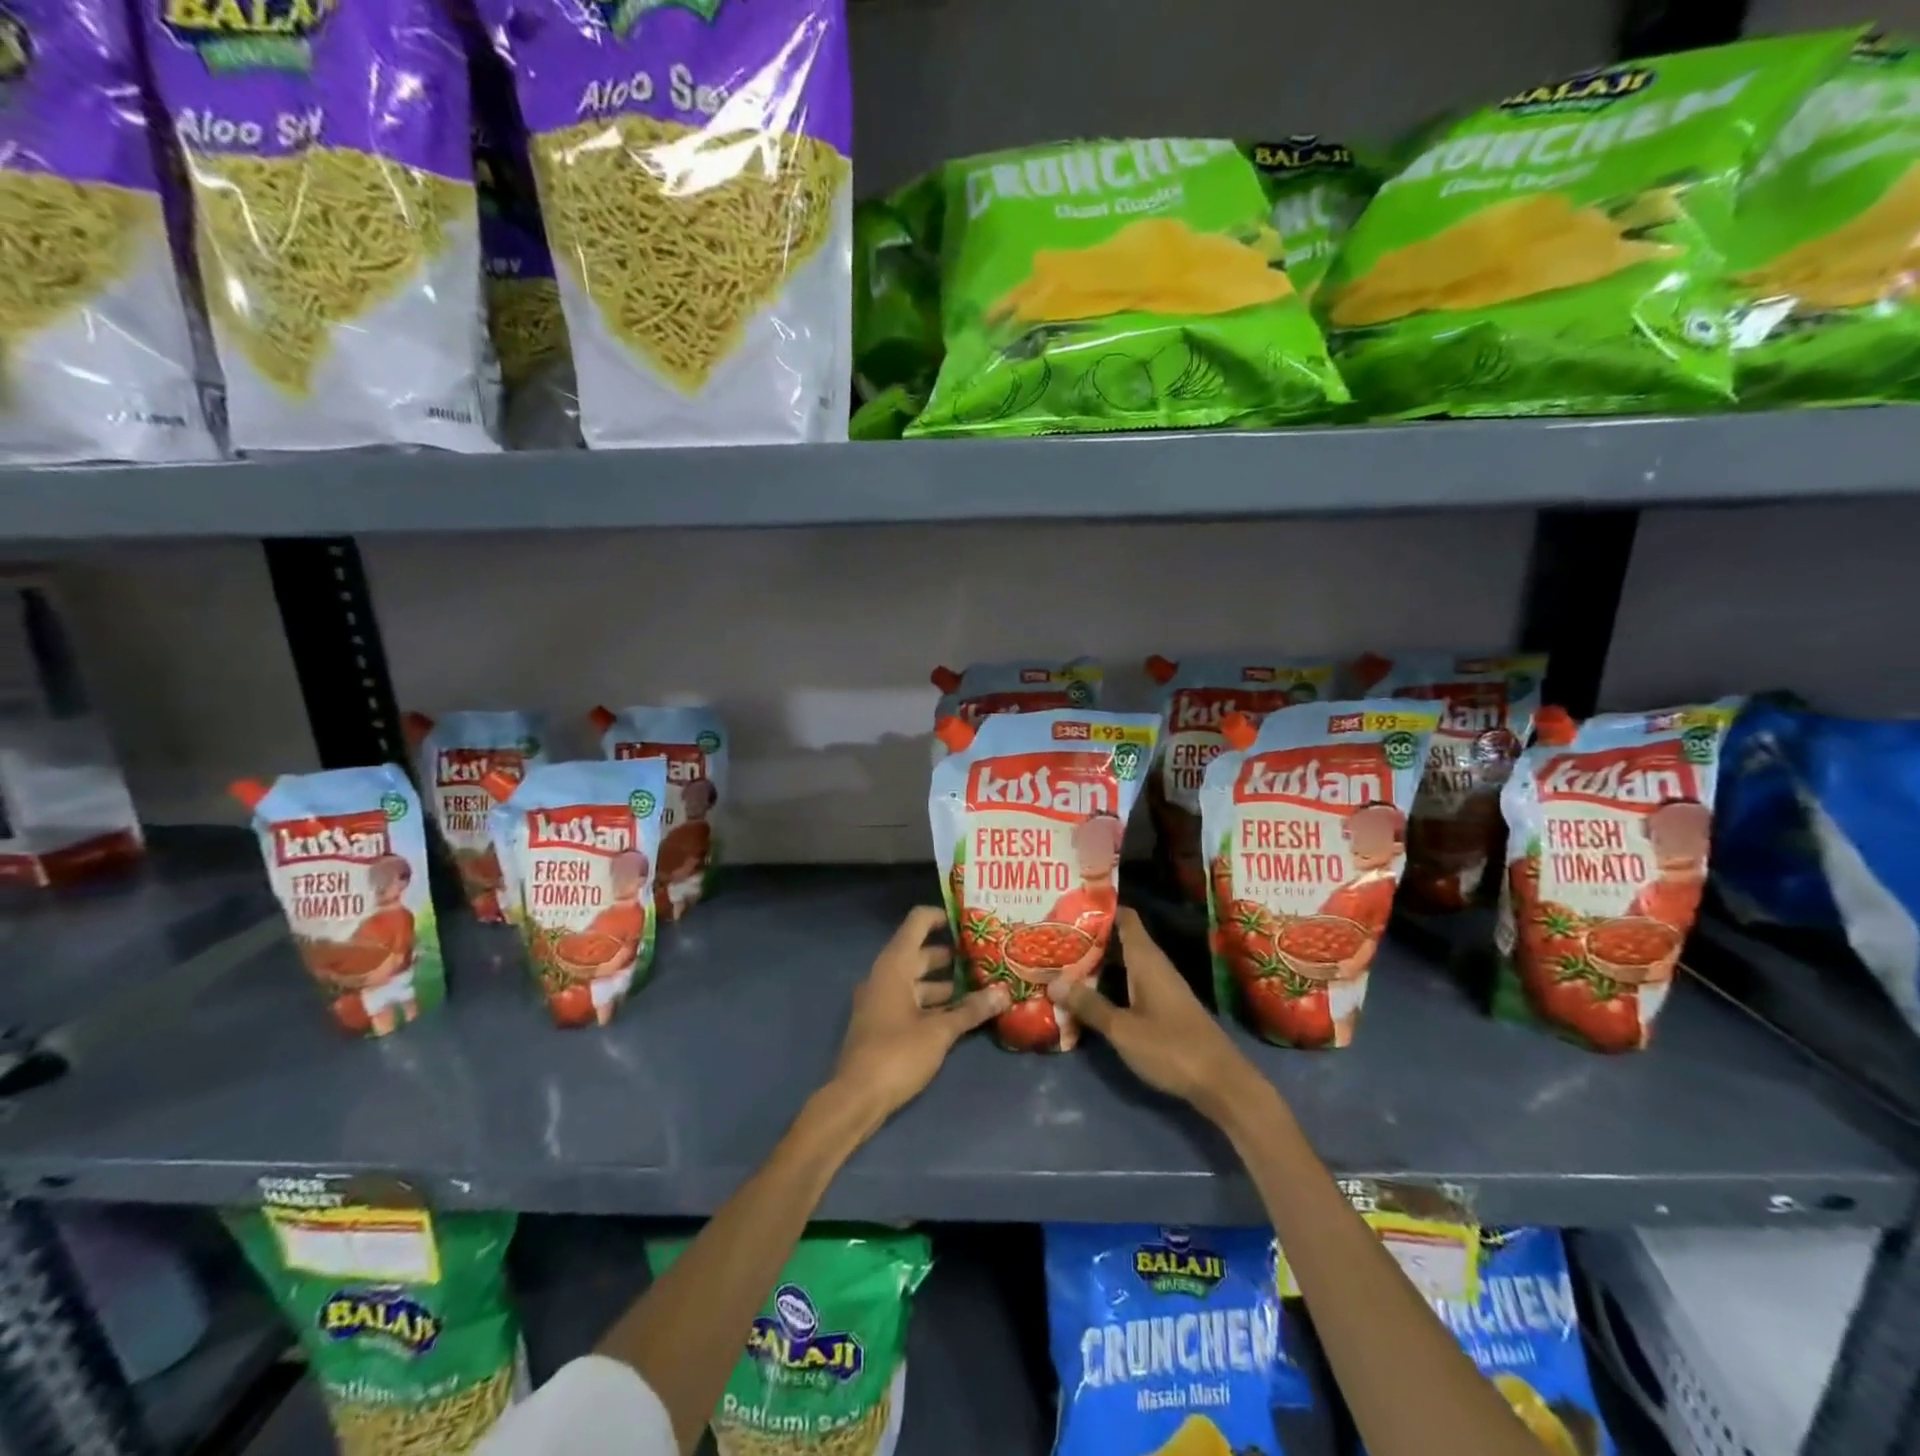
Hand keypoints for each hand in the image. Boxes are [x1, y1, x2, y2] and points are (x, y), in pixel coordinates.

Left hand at [829, 907, 1008, 1123]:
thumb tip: (1004, 993)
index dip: (943, 916)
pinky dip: (935, 1003)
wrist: (856, 1098)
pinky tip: (961, 1014)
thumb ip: (971, 1010)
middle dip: (953, 955)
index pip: (918, 922)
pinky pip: (912, 1001)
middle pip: (921, 952)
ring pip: (918, 980)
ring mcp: (882, 1000)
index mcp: (894, 965)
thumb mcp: (939, 1032)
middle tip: (987, 956)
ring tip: (982, 986)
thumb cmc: (896, 1054)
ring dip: (947, 983)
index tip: (971, 921)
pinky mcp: (883, 1023)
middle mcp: (885, 975)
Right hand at [1050, 909, 1272, 1126]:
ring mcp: (1161, 987)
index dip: (1098, 909)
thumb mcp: (1123, 1029)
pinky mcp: (1163, 1008)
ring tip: (1061, 964)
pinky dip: (1109, 984)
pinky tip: (1088, 996)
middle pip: (1119, 940)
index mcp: (1146, 960)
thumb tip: (1053, 982)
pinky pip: (1130, 984)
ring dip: (1096, 964)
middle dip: (1089, 939)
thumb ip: (1089, 1005)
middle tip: (1053, 939)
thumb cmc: (1171, 1048)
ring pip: (1123, 964)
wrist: (1222, 1084)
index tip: (1068, 907)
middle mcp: (1154, 966)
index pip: (1124, 917)